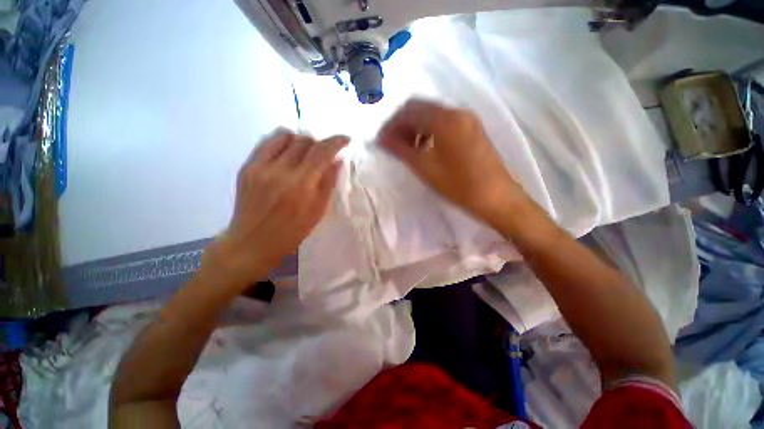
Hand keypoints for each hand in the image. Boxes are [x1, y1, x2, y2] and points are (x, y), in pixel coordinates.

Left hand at [203, 131, 347, 290]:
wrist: (252, 242)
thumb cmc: (292, 232)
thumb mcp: (318, 211)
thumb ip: (328, 183)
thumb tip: (337, 160)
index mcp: (301, 186)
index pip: (322, 151)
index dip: (337, 141)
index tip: (345, 140)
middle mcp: (280, 171)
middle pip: (305, 141)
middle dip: (320, 143)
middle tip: (324, 154)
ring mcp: (260, 167)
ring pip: (286, 136)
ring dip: (301, 141)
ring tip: (305, 153)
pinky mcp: (247, 166)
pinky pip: (267, 142)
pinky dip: (282, 142)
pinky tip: (287, 153)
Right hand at [377, 99, 520, 224]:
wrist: (496, 197)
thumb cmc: (458, 185)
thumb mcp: (425, 168)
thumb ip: (401, 149)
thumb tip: (381, 139)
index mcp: (445, 119)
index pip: (409, 111)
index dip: (391, 125)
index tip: (381, 140)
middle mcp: (457, 112)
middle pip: (421, 108)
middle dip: (402, 124)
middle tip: (392, 144)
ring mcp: (467, 119)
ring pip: (433, 115)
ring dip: (416, 127)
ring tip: (407, 148)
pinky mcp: (472, 129)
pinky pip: (445, 122)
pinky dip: (430, 130)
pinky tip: (425, 147)